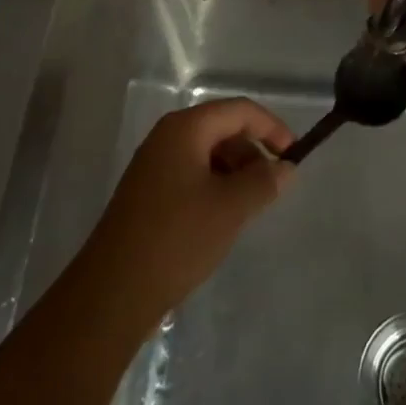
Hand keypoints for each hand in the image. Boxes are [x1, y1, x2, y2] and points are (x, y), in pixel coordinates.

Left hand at [82, 98, 295, 326]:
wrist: (112, 294)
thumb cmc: (176, 239)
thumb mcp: (230, 208)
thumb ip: (264, 181)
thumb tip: (286, 168)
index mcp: (185, 128)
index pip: (240, 111)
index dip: (272, 128)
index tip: (294, 157)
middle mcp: (167, 137)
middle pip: (223, 129)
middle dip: (253, 153)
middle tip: (272, 188)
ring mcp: (154, 165)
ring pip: (208, 154)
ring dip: (235, 173)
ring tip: (249, 208)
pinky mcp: (148, 193)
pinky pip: (192, 175)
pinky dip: (215, 188)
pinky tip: (222, 220)